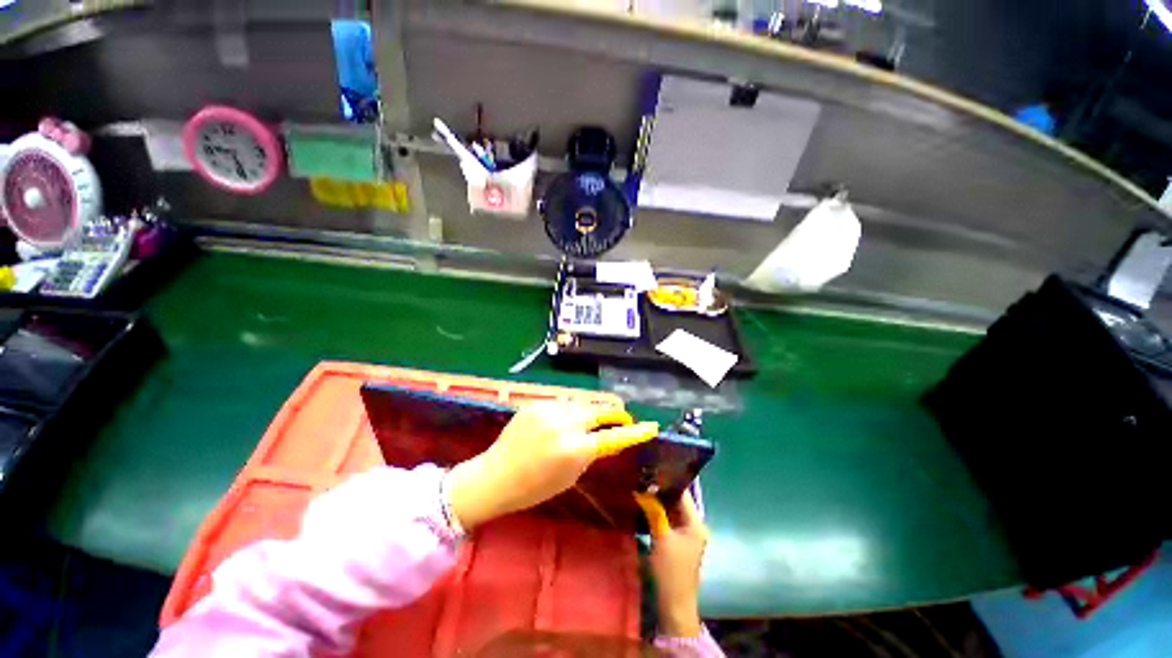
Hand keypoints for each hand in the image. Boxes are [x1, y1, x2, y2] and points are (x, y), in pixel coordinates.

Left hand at [447, 401, 657, 529]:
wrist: (493, 476)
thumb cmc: (533, 488)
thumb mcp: (568, 477)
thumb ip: (590, 454)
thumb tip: (608, 439)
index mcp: (572, 449)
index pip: (612, 437)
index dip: (633, 431)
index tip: (649, 426)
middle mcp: (562, 424)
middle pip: (598, 410)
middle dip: (613, 414)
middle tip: (621, 418)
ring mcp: (547, 410)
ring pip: (582, 403)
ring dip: (593, 410)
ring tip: (596, 418)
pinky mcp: (536, 403)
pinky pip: (563, 403)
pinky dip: (573, 410)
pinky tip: (569, 419)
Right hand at [636, 491, 708, 638]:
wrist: (674, 605)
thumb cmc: (670, 570)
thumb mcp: (661, 537)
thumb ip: (654, 511)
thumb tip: (642, 490)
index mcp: (696, 523)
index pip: (683, 494)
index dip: (668, 482)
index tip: (652, 472)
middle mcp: (694, 526)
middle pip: (678, 502)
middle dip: (662, 492)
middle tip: (644, 480)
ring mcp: (687, 535)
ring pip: (673, 511)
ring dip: (660, 503)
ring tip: (643, 490)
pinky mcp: (679, 543)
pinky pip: (670, 521)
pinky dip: (660, 514)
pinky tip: (647, 508)